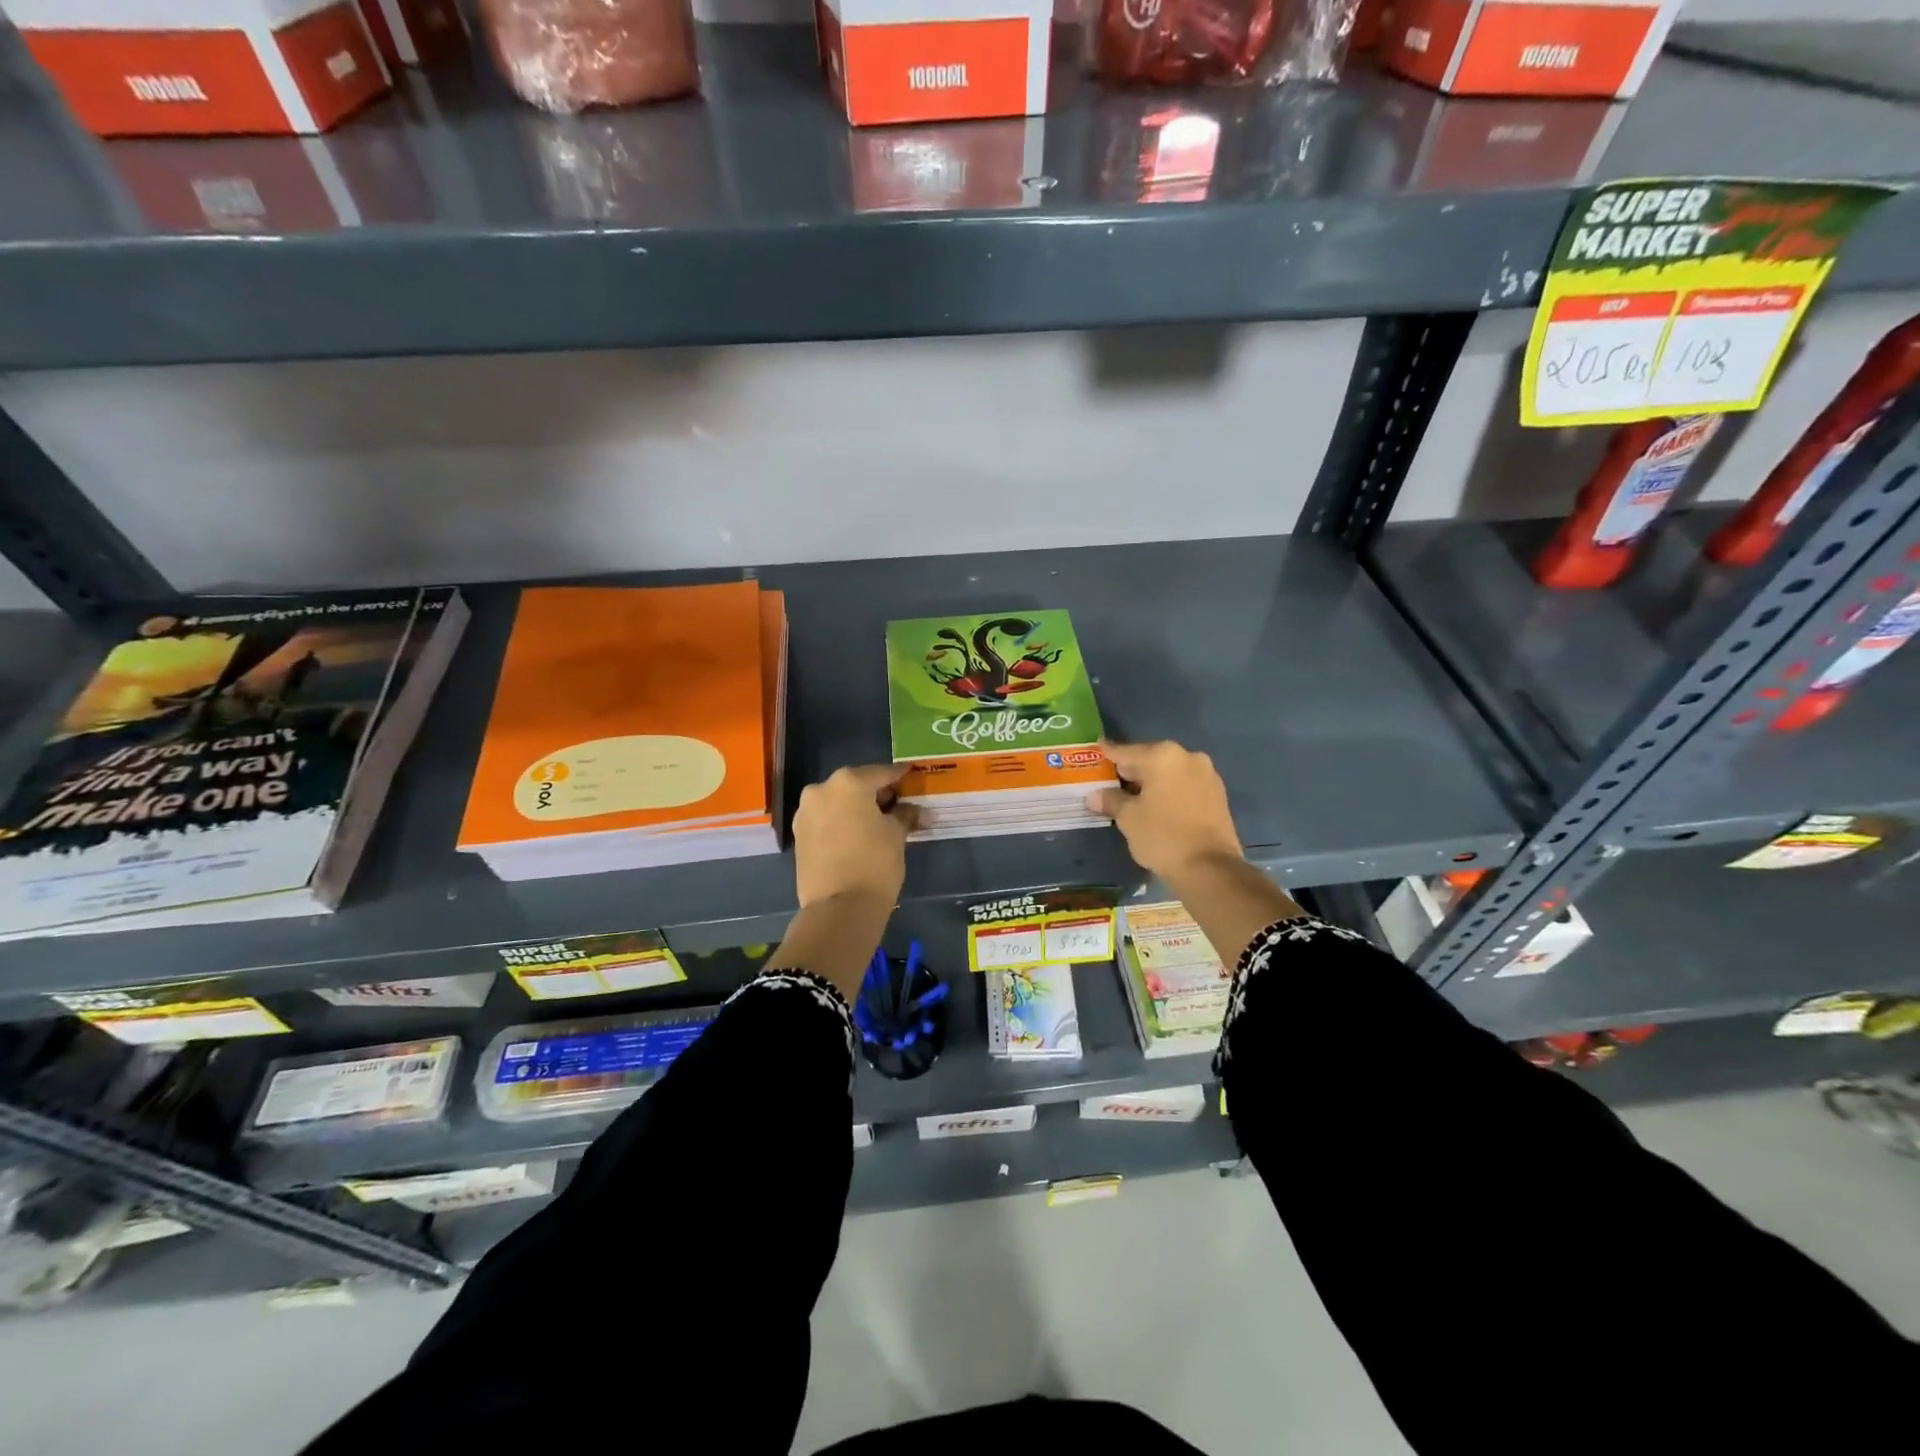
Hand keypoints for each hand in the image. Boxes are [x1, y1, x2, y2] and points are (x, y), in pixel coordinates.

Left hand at [791, 763, 918, 909]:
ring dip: (856, 808)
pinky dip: (841, 822)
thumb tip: (916, 811)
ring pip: (838, 802)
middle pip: (856, 785)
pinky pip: (826, 820)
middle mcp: (821, 789)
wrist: (839, 907)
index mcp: (848, 782)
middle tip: (897, 804)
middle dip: (876, 794)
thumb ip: (905, 815)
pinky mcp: (799, 835)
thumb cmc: (875, 863)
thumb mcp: (896, 835)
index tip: (911, 776)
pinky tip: (857, 835)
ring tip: (877, 822)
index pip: (881, 773)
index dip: (899, 777)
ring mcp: (805, 813)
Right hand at [1087, 739, 1242, 881]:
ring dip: (1150, 782)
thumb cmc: (1162, 836)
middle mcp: (1187, 756)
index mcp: (1162, 755)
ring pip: (1168, 773)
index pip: (1125, 751)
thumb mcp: (1128, 818)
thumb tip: (1095, 796)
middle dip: (1129, 771)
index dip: (1106, 754)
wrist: (1210, 869)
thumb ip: (1111, 800)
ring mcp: (1207, 774)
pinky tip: (1155, 807)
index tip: (1095, 751)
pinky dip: (1168, 792)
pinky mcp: (1217, 794)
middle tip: (1108, 782)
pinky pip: (1183, 785)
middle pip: (1148, 759)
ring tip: (1130, 798)